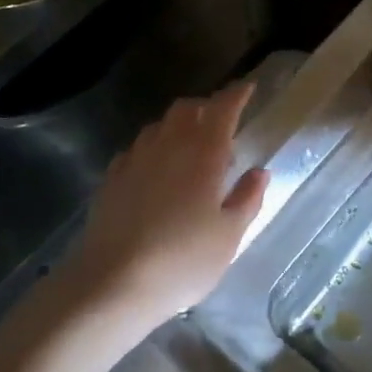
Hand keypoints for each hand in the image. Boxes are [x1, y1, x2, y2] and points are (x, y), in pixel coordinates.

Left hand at [72, 81, 270, 327]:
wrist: (114, 283)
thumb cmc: (183, 259)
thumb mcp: (229, 235)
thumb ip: (247, 198)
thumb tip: (259, 172)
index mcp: (204, 152)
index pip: (223, 108)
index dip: (237, 94)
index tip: (248, 88)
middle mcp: (168, 145)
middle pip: (186, 108)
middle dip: (206, 106)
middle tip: (220, 123)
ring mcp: (135, 159)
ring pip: (158, 126)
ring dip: (177, 126)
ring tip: (189, 148)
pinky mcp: (112, 178)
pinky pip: (136, 149)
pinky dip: (152, 149)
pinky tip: (155, 171)